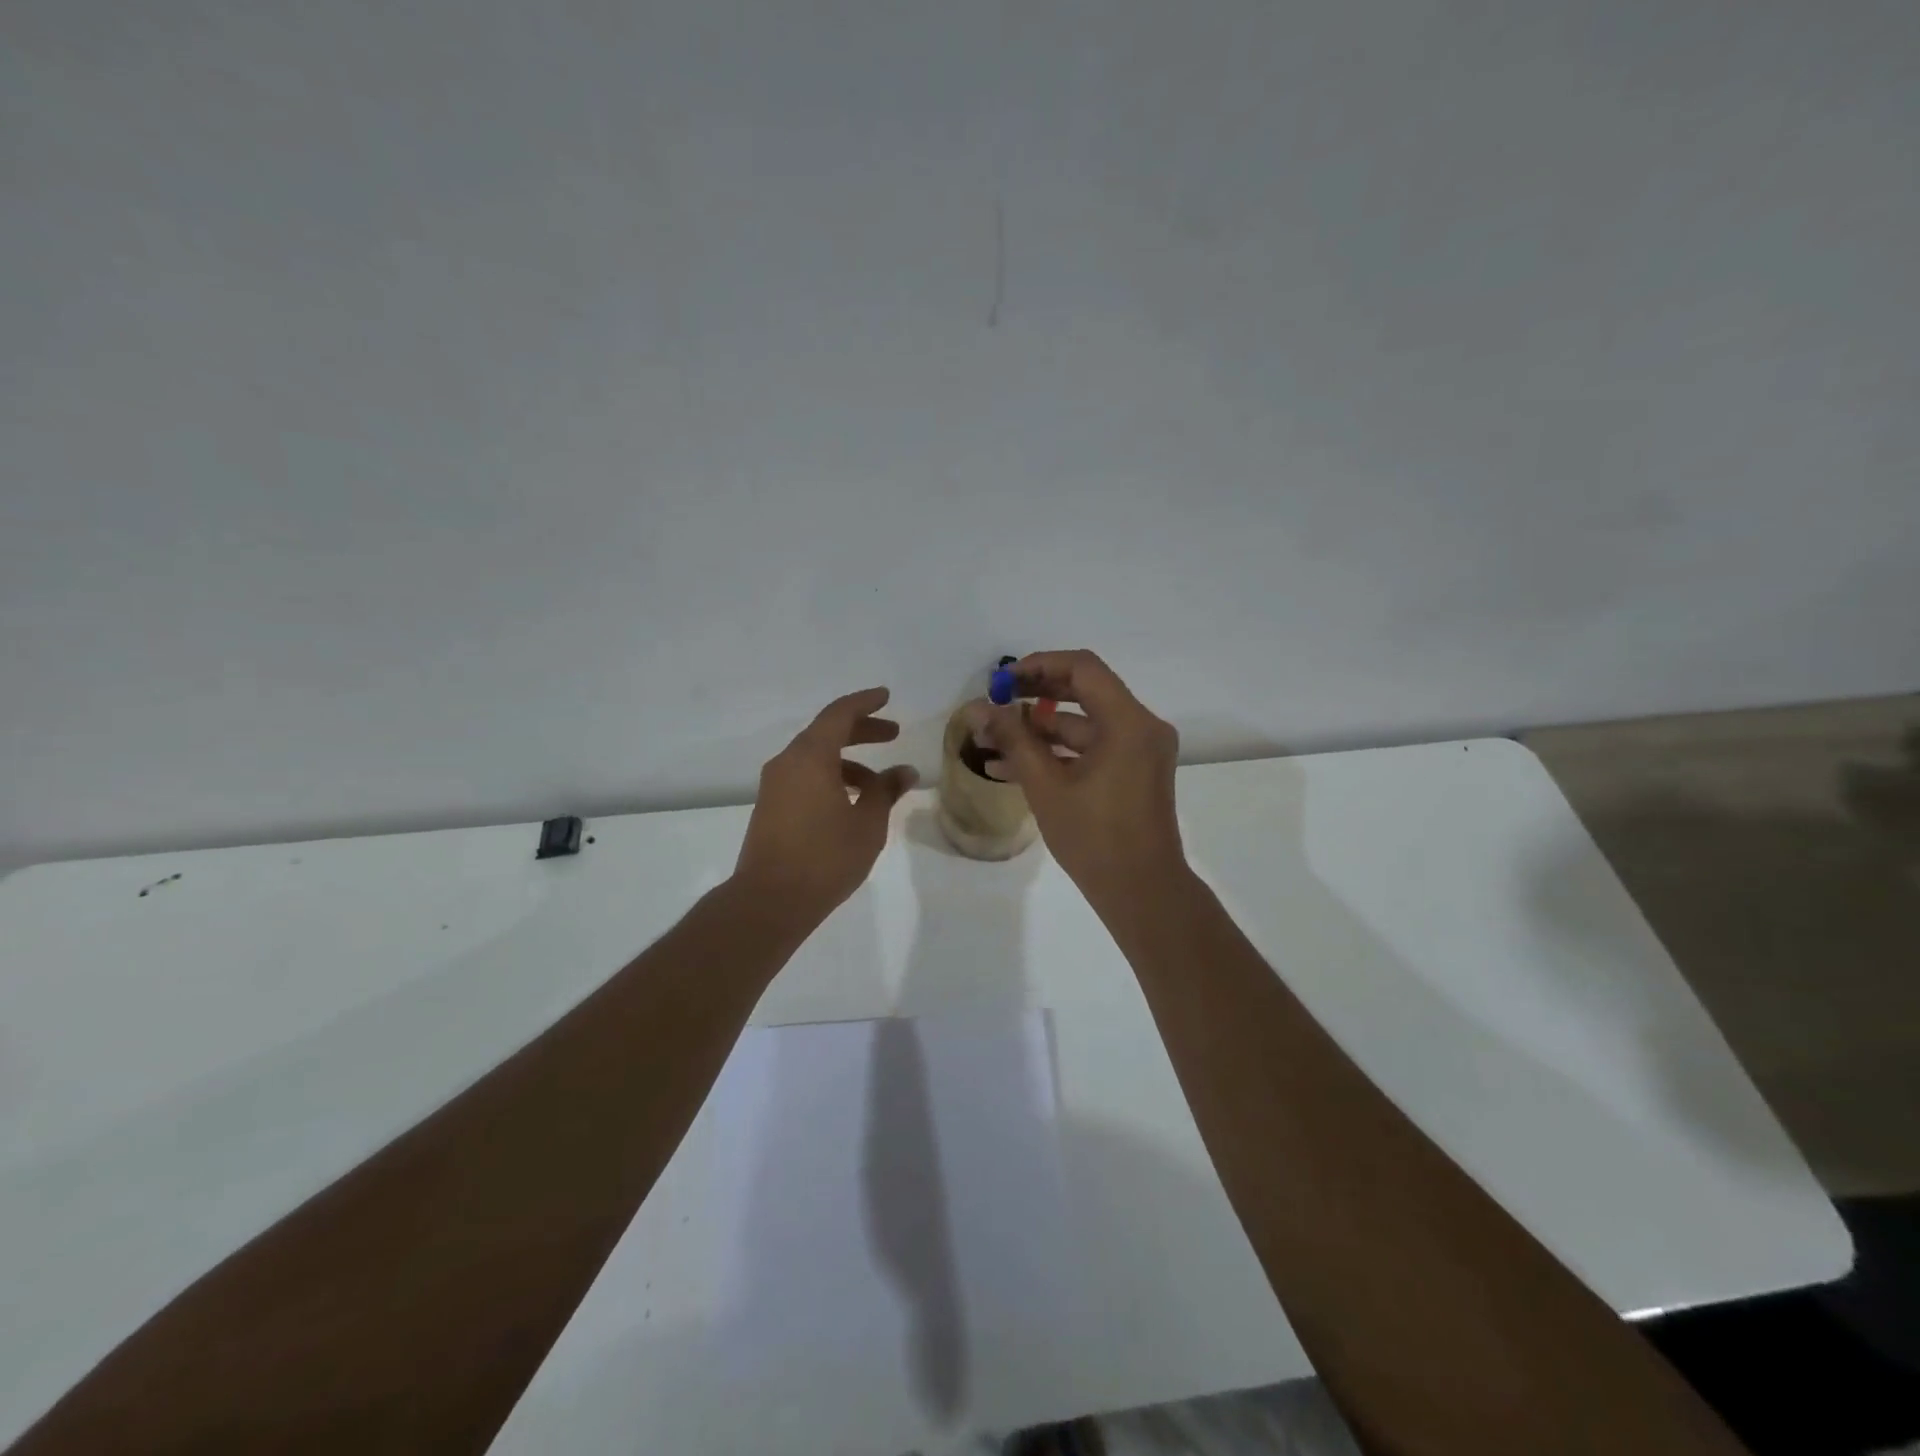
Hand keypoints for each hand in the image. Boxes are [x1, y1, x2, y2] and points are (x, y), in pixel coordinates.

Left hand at [734, 687, 917, 922]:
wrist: (769, 900)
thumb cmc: (825, 857)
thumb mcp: (868, 823)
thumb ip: (886, 791)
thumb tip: (905, 771)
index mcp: (810, 757)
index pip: (839, 714)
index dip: (865, 702)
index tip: (886, 696)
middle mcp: (788, 762)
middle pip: (827, 733)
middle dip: (861, 730)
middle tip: (893, 734)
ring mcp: (775, 785)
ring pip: (816, 758)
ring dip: (849, 762)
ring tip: (880, 784)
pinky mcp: (770, 807)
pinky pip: (805, 777)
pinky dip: (831, 778)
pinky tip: (852, 803)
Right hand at [982, 650, 1186, 913]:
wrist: (1142, 892)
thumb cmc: (1095, 838)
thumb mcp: (1046, 786)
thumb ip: (1013, 740)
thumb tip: (979, 708)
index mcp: (1128, 722)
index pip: (1083, 668)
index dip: (1038, 666)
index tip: (1002, 681)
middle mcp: (1141, 727)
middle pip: (1084, 691)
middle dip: (1035, 694)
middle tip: (995, 702)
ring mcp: (1139, 751)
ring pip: (1084, 724)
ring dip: (1039, 730)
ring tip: (991, 741)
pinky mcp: (1133, 772)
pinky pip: (1092, 749)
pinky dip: (1058, 753)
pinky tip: (1012, 766)